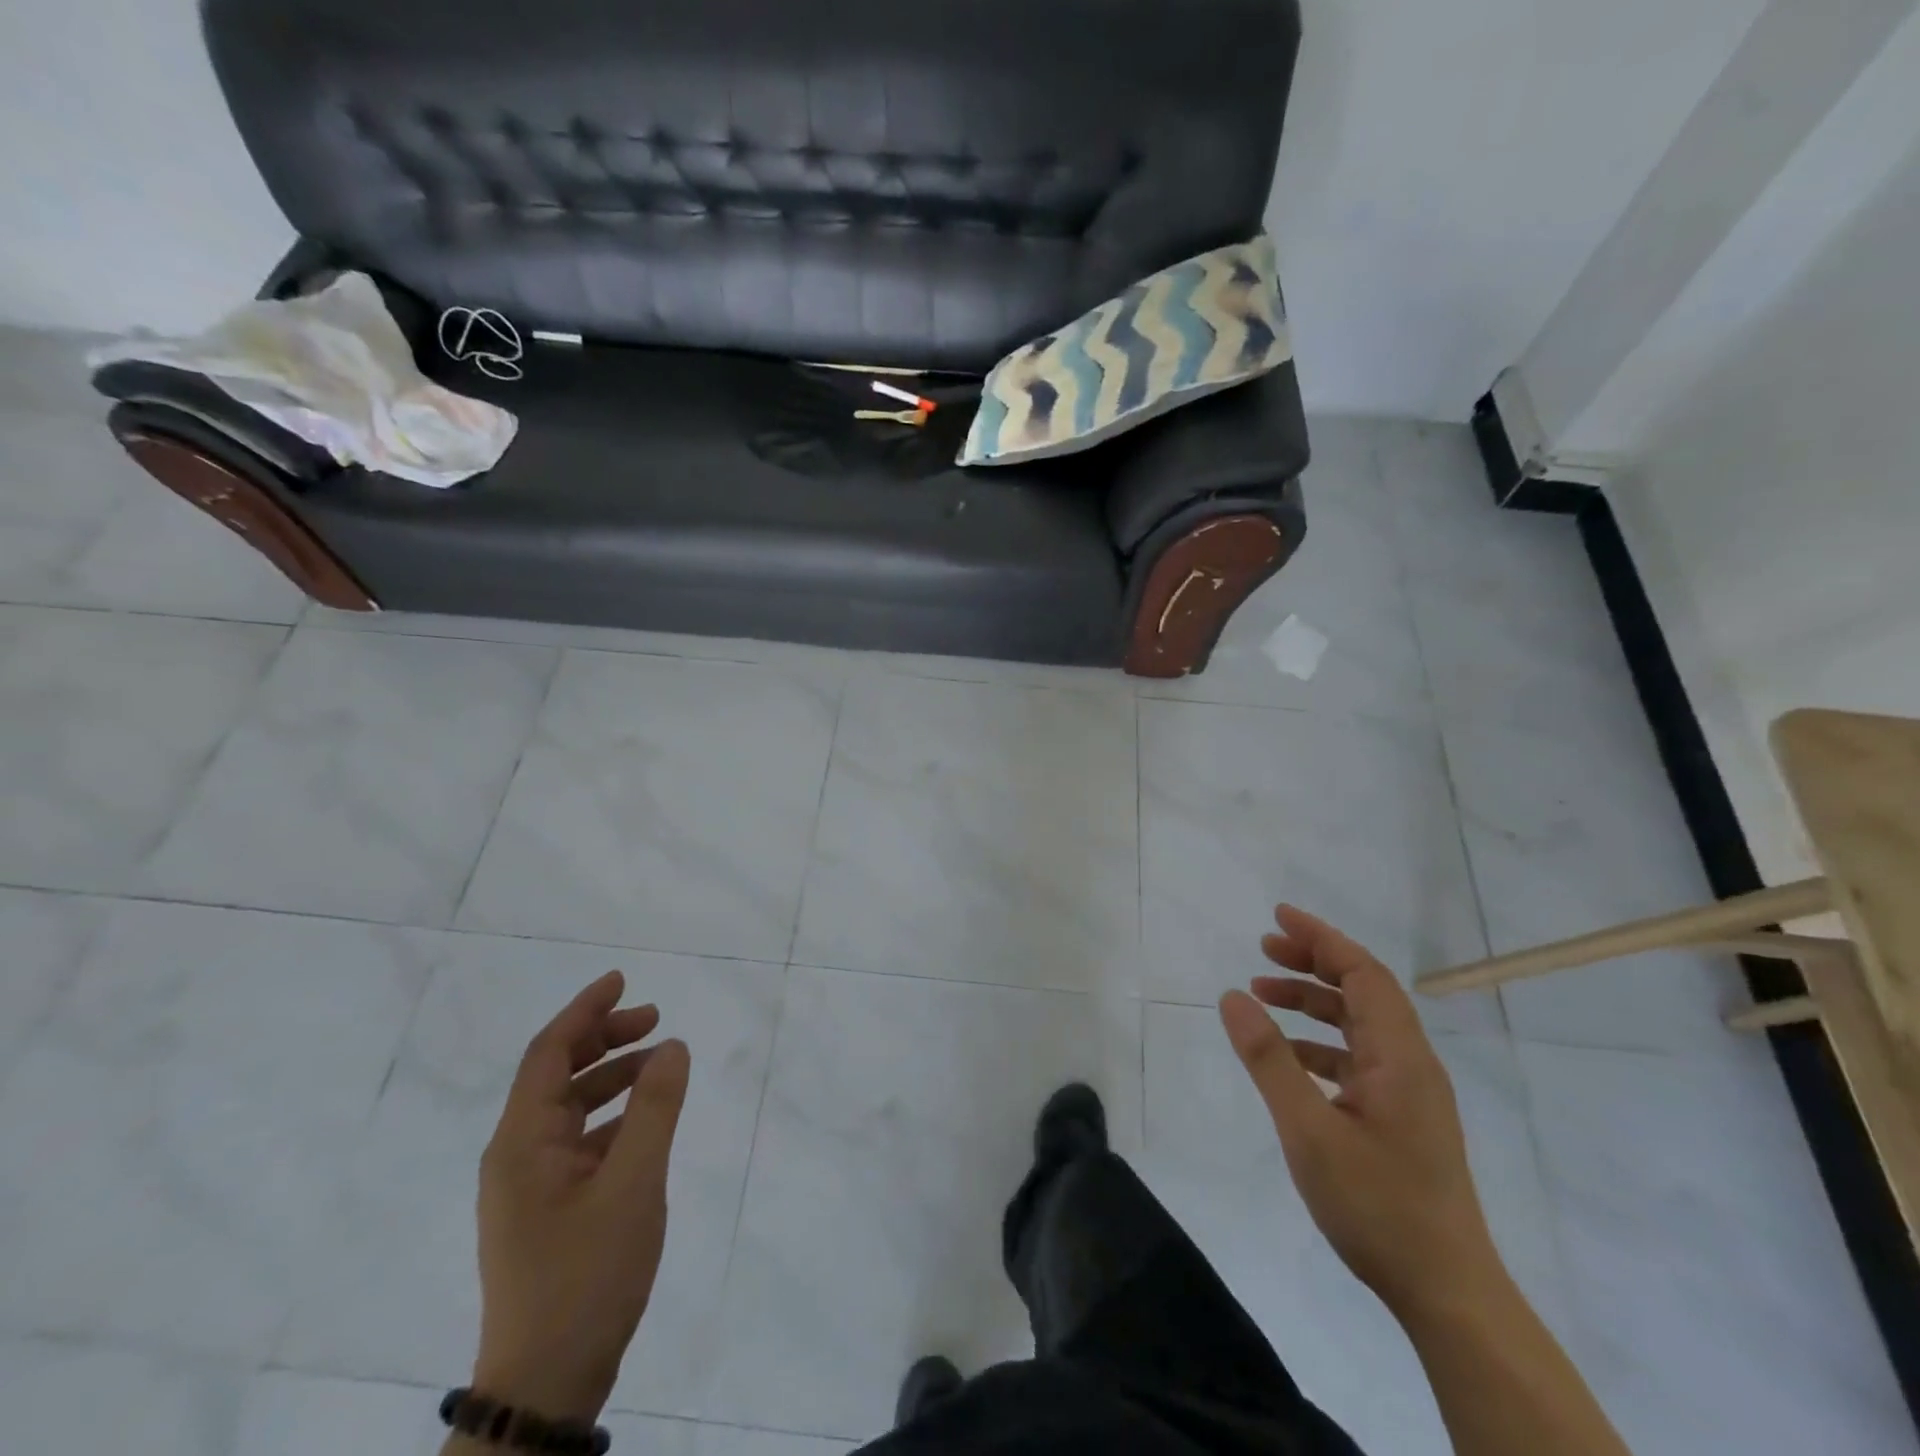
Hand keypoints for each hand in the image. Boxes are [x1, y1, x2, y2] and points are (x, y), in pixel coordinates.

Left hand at [471, 971, 690, 1422]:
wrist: (548, 1383)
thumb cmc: (586, 1275)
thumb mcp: (633, 1184)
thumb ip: (655, 1109)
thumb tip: (673, 1046)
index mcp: (522, 1143)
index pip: (548, 1053)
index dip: (585, 1010)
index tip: (622, 979)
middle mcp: (517, 1155)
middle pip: (558, 1074)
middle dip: (605, 1038)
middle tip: (655, 1019)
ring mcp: (530, 1185)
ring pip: (571, 1107)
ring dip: (613, 1075)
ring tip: (661, 1063)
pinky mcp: (548, 1209)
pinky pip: (581, 1140)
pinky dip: (614, 1115)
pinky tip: (647, 1120)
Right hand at [1217, 906, 1502, 1319]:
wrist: (1447, 1292)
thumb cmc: (1377, 1205)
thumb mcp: (1309, 1130)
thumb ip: (1269, 1059)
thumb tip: (1233, 997)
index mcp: (1400, 1056)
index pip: (1363, 973)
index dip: (1321, 939)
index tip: (1278, 917)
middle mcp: (1411, 1063)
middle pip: (1363, 991)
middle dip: (1314, 962)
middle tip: (1263, 950)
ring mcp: (1409, 1093)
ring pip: (1359, 1024)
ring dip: (1313, 1002)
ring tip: (1262, 995)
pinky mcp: (1401, 1118)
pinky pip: (1358, 1057)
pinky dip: (1320, 1042)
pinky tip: (1288, 1056)